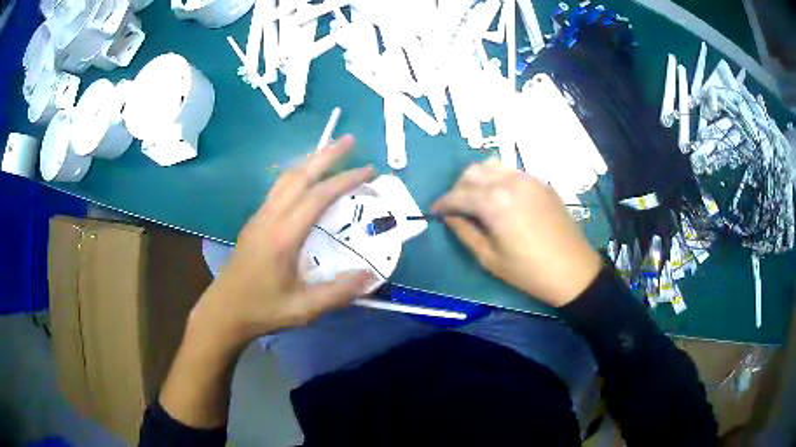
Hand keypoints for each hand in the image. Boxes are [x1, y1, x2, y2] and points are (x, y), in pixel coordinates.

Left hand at [191, 135, 373, 348]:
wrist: (224, 311)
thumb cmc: (262, 310)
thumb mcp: (303, 309)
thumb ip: (337, 292)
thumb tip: (370, 275)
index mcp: (283, 236)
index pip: (317, 197)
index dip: (344, 180)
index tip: (368, 169)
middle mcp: (270, 217)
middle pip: (299, 175)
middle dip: (326, 154)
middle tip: (350, 140)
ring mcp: (259, 217)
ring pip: (286, 178)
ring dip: (310, 161)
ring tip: (331, 151)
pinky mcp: (254, 222)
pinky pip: (278, 188)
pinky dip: (297, 174)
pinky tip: (306, 179)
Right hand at [433, 162, 601, 306]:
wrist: (573, 271)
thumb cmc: (529, 272)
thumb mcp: (489, 258)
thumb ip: (465, 233)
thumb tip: (450, 217)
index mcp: (494, 202)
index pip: (458, 194)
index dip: (442, 203)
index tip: (434, 212)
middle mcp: (509, 182)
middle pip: (473, 172)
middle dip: (458, 188)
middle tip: (455, 208)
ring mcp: (528, 179)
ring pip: (492, 166)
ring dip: (478, 180)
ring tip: (476, 200)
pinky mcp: (541, 183)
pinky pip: (511, 172)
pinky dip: (497, 179)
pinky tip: (499, 198)